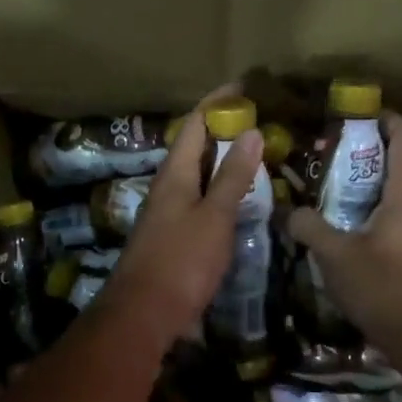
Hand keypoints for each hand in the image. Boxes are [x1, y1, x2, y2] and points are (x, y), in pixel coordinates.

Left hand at [101, 86, 263, 344]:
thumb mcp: (214, 216)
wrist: (143, 314)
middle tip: (258, 121)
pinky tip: (237, 198)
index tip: (244, 87)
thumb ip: (232, 176)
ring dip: (222, 160)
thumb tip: (251, 132)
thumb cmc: (181, 261)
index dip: (217, 102)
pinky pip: (198, 198)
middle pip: (194, 146)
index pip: (194, 124)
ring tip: (254, 154)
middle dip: (223, 129)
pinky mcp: (172, 235)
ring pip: (196, 173)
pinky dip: (219, 188)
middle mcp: (167, 186)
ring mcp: (167, 212)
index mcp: (175, 174)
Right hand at [285, 112, 401, 366]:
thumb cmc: (386, 289)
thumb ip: (310, 227)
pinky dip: (370, 213)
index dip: (381, 115)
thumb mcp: (336, 256)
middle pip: (396, 161)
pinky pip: (395, 218)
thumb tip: (290, 211)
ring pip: (394, 193)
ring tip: (325, 194)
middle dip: (359, 154)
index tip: (349, 115)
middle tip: (321, 159)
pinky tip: (342, 231)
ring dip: (362, 188)